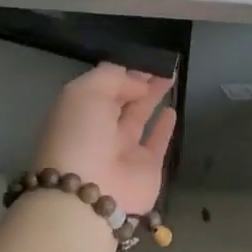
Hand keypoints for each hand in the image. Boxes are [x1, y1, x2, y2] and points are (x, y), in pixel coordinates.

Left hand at [31, 64, 175, 215]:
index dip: (123, 71)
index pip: (103, 85)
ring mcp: (123, 151)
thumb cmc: (81, 135)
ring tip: (169, 78)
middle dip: (139, 81)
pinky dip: (165, 127)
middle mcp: (99, 130)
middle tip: (162, 64)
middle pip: (121, 99)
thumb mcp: (86, 92)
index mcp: (79, 111)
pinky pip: (157, 143)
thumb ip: (113, 77)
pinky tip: (173, 110)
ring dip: (153, 97)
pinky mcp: (146, 168)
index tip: (145, 58)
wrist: (90, 193)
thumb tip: (139, 83)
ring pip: (140, 117)